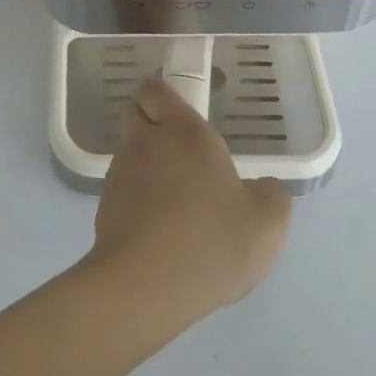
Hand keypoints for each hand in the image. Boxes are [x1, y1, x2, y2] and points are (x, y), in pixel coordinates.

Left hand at [84, 79, 290, 328]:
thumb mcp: (266, 224)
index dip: (164, 97)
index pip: (156, 90)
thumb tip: (262, 188)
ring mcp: (120, 173)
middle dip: (152, 125)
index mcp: (184, 132)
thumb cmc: (210, 241)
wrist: (145, 285)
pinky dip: (137, 198)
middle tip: (181, 154)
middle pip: (136, 115)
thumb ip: (271, 196)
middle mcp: (146, 142)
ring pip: (129, 153)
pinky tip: (159, 228)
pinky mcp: (104, 205)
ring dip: (146, 165)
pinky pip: (122, 189)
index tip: (182, 115)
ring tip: (174, 200)